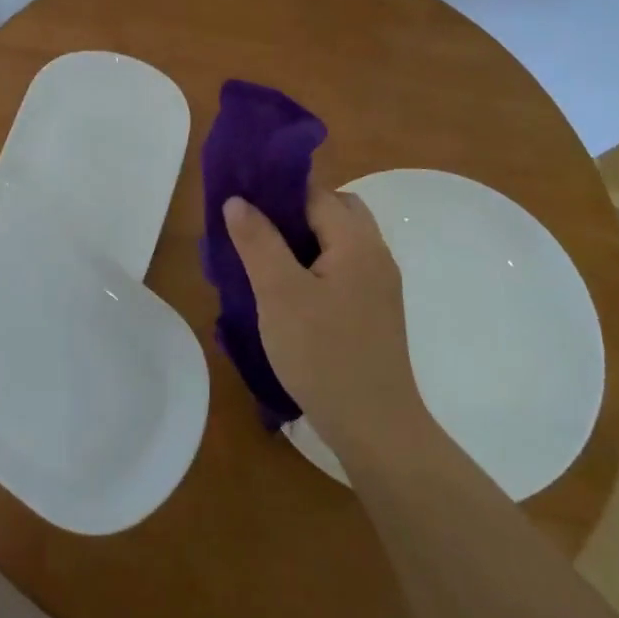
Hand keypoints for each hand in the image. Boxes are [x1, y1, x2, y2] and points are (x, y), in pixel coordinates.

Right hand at [223, 182, 433, 458]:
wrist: (375, 427)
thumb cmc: (323, 354)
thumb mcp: (279, 293)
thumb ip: (258, 241)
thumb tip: (238, 200)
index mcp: (357, 241)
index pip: (316, 192)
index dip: (277, 190)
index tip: (241, 199)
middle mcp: (376, 254)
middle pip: (335, 210)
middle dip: (294, 211)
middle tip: (255, 230)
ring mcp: (379, 286)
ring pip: (339, 242)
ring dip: (304, 240)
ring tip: (264, 260)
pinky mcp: (375, 312)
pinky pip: (343, 269)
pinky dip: (315, 266)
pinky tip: (288, 293)